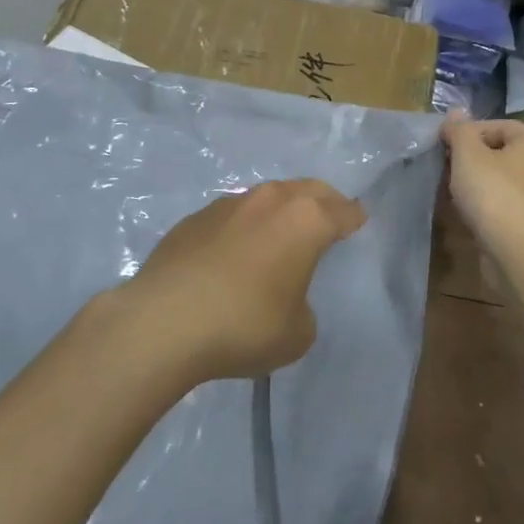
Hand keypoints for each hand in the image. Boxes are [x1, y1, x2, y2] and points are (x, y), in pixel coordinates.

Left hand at [119, 180, 367, 382]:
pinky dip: (243, 226)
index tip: (359, 220)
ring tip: (280, 234)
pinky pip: (232, 215)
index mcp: (306, 220)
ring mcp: (229, 204)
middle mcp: (271, 200)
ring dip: (280, 210)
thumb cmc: (244, 325)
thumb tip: (287, 296)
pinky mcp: (195, 217)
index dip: (354, 217)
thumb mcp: (297, 333)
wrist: (164, 321)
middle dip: (324, 201)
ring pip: (267, 197)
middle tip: (329, 217)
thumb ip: (304, 307)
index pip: (342, 210)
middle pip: (308, 189)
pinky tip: (234, 253)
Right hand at [443, 116, 523, 256]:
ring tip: (456, 194)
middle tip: (448, 169)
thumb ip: (460, 131)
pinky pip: (510, 208)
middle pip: (504, 154)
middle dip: (474, 160)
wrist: (520, 254)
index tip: (445, 147)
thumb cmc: (494, 194)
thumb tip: (455, 113)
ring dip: (482, 185)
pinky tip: (473, 217)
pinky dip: (492, 208)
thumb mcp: (468, 154)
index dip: (468, 133)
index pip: (498, 125)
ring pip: (507, 183)